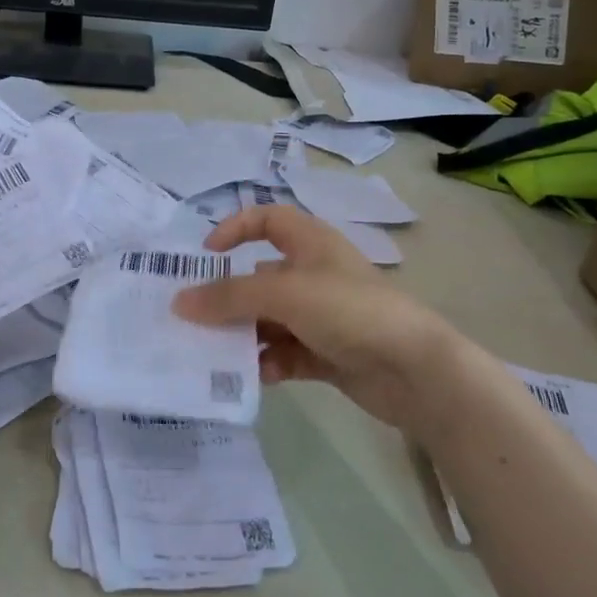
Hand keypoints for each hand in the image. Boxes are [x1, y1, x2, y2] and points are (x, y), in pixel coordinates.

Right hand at [171, 205, 466, 430]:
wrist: (417, 371)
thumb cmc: (350, 310)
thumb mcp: (284, 293)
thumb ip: (230, 297)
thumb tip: (179, 302)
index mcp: (311, 244)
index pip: (268, 219)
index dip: (235, 228)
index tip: (205, 255)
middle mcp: (314, 275)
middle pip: (260, 277)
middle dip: (228, 296)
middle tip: (192, 317)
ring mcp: (322, 317)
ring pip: (269, 320)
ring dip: (243, 335)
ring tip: (213, 353)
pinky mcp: (328, 354)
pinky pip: (285, 353)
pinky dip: (268, 362)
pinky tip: (253, 377)